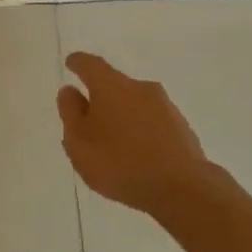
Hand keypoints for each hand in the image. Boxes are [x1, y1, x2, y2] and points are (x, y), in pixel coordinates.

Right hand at [57, 52, 210, 217]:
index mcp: (110, 85)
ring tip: (112, 142)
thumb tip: (69, 91)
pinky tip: (137, 154)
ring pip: (135, 104)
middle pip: (114, 84)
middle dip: (101, 96)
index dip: (78, 63)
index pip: (90, 65)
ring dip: (122, 115)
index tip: (71, 63)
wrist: (182, 188)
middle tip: (88, 116)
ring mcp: (164, 106)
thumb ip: (71, 114)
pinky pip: (152, 123)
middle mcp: (139, 87)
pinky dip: (140, 131)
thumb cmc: (119, 162)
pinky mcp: (181, 127)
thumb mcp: (79, 142)